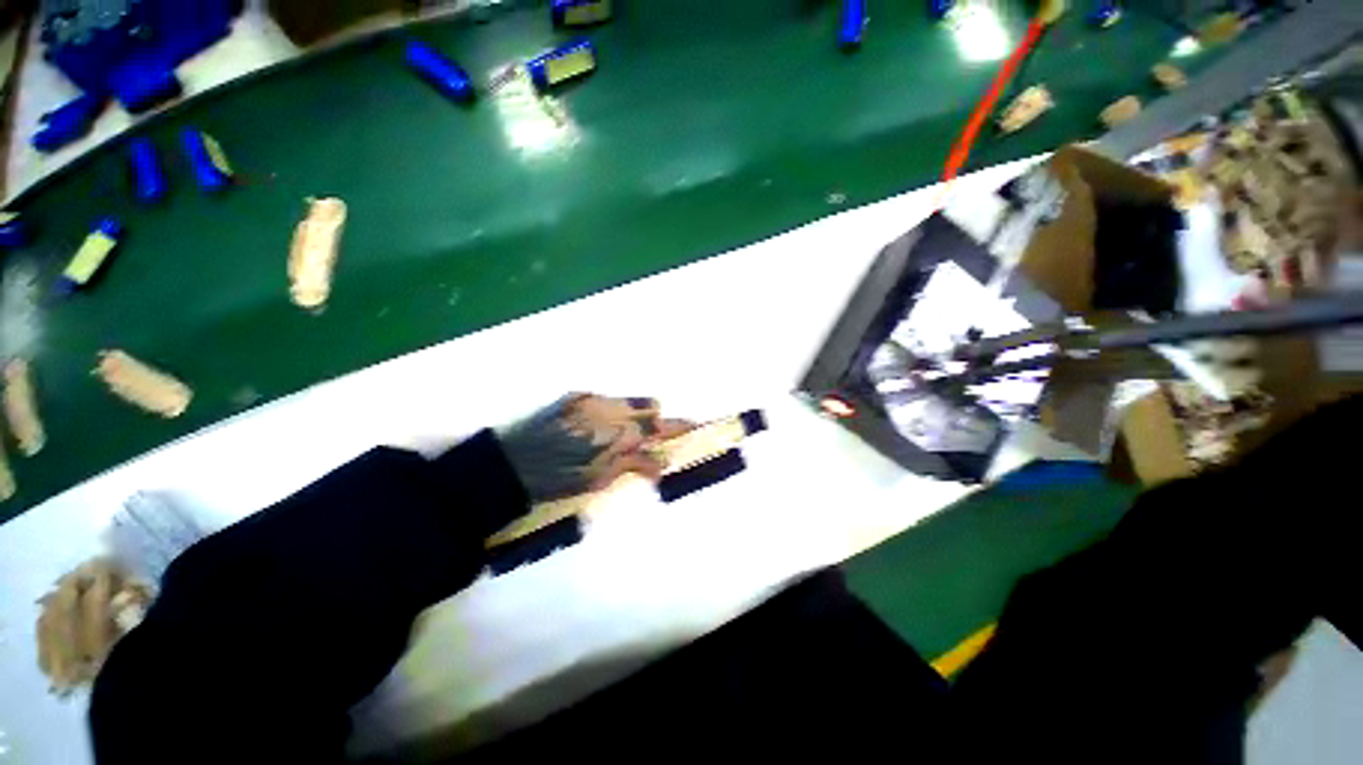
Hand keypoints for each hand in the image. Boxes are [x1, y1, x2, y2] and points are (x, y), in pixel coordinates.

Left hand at [498, 394, 692, 503]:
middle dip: (659, 419)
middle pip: (650, 406)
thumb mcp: (599, 479)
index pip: (659, 427)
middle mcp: (611, 409)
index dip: (680, 427)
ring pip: (629, 400)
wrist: (512, 462)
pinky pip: (605, 399)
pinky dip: (611, 411)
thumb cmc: (557, 480)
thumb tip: (660, 462)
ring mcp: (593, 399)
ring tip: (625, 430)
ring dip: (636, 413)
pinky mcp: (576, 396)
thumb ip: (633, 464)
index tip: (695, 425)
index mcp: (619, 435)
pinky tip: (596, 426)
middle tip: (657, 434)